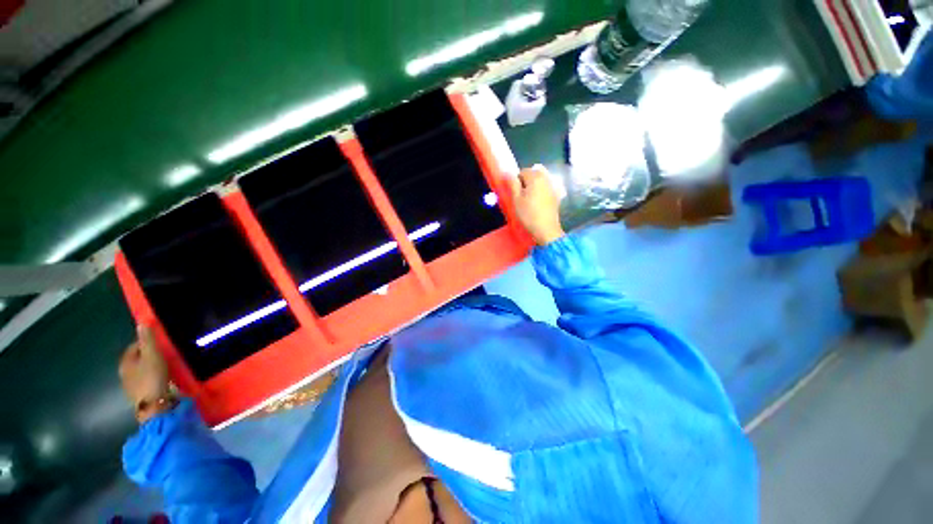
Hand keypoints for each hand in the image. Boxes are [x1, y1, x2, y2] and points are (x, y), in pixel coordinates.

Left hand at [119, 325, 172, 422]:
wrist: (154, 406)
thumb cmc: (152, 377)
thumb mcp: (153, 356)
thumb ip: (147, 340)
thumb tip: (141, 323)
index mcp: (125, 362)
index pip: (134, 346)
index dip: (147, 343)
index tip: (161, 344)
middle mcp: (124, 372)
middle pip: (137, 358)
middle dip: (149, 355)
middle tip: (165, 354)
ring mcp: (130, 385)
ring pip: (141, 370)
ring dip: (151, 367)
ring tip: (166, 366)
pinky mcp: (139, 394)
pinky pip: (145, 380)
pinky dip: (152, 377)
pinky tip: (162, 379)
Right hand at [507, 165, 564, 245]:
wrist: (546, 229)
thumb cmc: (528, 214)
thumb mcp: (516, 199)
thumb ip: (512, 184)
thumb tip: (508, 173)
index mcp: (535, 177)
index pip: (522, 172)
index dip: (516, 181)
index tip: (515, 194)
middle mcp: (545, 178)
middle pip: (533, 174)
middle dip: (526, 182)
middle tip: (521, 197)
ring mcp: (552, 186)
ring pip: (539, 181)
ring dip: (533, 187)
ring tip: (529, 200)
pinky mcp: (556, 195)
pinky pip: (545, 188)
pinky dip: (540, 192)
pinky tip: (538, 203)